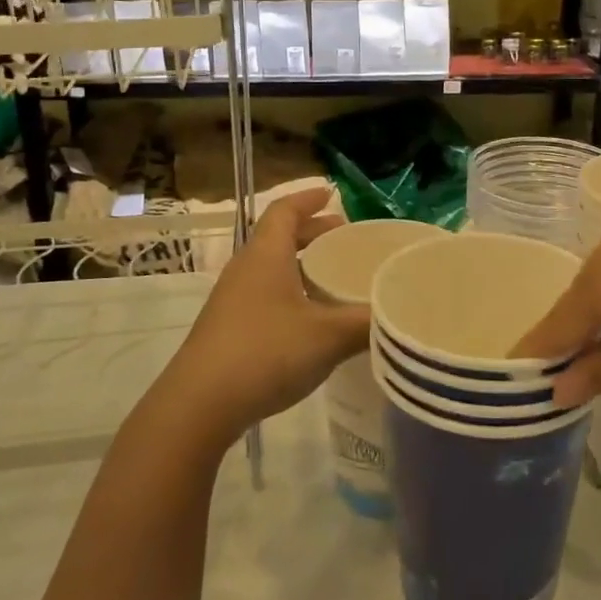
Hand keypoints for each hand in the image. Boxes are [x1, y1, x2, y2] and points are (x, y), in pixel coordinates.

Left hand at [150, 188, 370, 451]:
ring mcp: (233, 300)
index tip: (332, 194)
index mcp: (266, 255)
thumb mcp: (327, 337)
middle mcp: (246, 269)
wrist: (199, 405)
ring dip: (301, 265)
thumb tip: (401, 315)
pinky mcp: (228, 329)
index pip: (285, 211)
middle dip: (312, 233)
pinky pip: (265, 294)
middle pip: (278, 237)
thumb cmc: (265, 353)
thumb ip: (367, 323)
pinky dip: (291, 292)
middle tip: (344, 239)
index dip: (308, 198)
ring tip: (332, 278)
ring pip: (271, 268)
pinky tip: (310, 320)